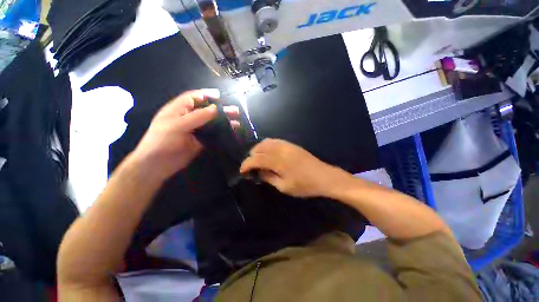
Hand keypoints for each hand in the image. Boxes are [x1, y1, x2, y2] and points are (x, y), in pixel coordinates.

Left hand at [131, 89, 239, 180]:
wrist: (158, 165)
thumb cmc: (162, 141)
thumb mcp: (178, 126)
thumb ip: (197, 116)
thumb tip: (215, 108)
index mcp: (178, 110)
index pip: (193, 97)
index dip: (207, 95)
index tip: (221, 96)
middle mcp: (187, 118)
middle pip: (206, 110)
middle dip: (220, 109)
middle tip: (235, 111)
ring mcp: (195, 130)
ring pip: (211, 123)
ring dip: (223, 122)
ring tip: (237, 122)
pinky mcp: (200, 141)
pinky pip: (212, 135)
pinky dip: (221, 133)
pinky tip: (230, 132)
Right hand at [240, 139, 346, 197]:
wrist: (324, 176)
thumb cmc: (304, 185)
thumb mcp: (284, 187)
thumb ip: (269, 178)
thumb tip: (258, 173)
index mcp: (278, 161)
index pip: (256, 159)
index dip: (247, 164)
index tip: (242, 171)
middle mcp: (280, 150)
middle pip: (260, 148)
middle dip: (251, 156)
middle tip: (251, 167)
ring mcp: (286, 145)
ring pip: (266, 142)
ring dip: (258, 149)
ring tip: (258, 159)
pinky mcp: (291, 145)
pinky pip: (275, 141)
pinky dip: (267, 145)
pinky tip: (268, 153)